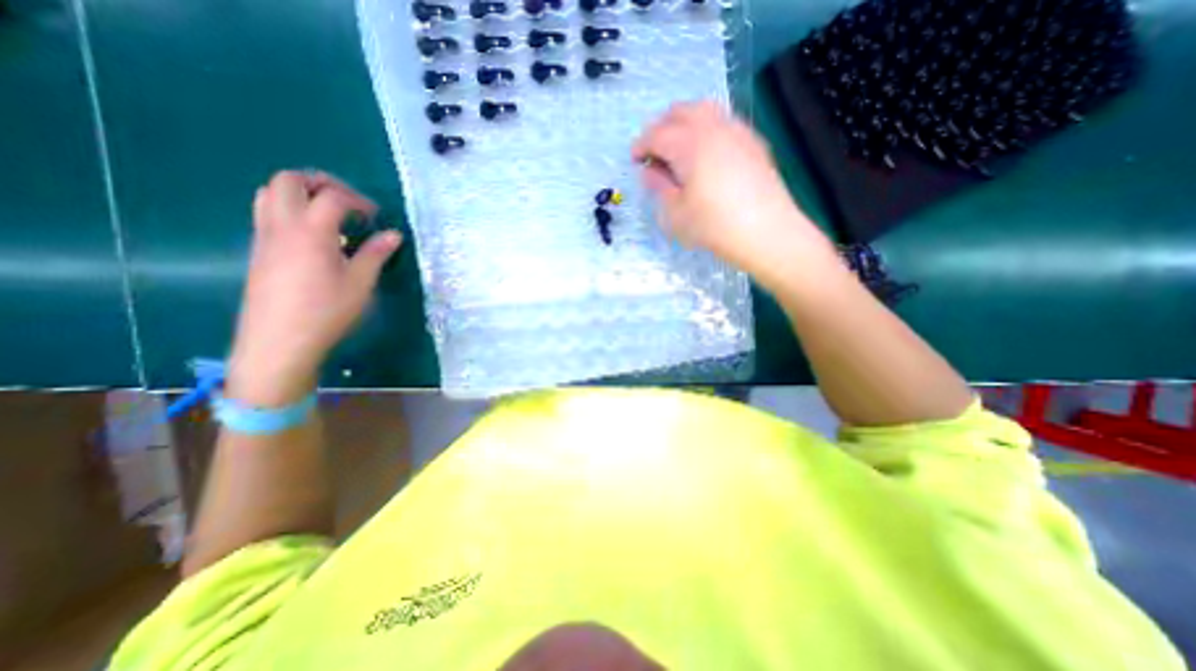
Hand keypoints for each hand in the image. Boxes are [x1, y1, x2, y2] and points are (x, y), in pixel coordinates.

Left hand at [225, 170, 403, 406]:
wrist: (279, 341)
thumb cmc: (327, 311)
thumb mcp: (361, 283)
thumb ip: (376, 254)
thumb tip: (393, 235)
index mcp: (311, 231)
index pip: (332, 196)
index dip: (358, 200)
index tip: (376, 217)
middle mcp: (282, 226)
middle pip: (289, 180)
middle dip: (321, 182)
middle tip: (348, 202)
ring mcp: (265, 237)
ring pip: (270, 192)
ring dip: (300, 193)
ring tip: (329, 214)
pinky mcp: (259, 251)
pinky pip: (267, 213)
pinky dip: (290, 210)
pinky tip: (314, 236)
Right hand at [636, 100, 832, 281]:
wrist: (767, 233)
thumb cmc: (714, 226)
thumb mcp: (675, 213)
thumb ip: (659, 187)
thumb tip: (650, 171)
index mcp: (689, 144)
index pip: (657, 134)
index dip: (641, 145)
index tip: (635, 160)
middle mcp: (713, 128)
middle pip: (681, 111)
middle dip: (661, 127)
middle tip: (654, 152)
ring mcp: (737, 132)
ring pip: (705, 111)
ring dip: (684, 124)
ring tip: (678, 151)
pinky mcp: (754, 143)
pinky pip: (724, 123)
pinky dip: (707, 130)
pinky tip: (706, 156)